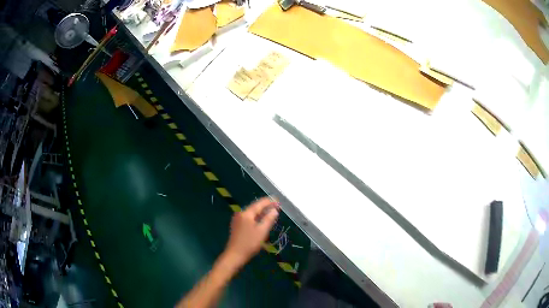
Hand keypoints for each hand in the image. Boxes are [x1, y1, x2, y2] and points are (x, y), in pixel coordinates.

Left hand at [223, 197, 279, 267]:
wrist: (235, 255)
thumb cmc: (249, 243)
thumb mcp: (262, 231)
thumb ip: (269, 219)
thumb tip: (274, 210)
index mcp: (246, 213)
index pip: (259, 203)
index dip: (269, 202)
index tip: (278, 201)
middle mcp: (240, 214)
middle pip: (255, 207)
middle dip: (266, 206)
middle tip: (277, 207)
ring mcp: (237, 220)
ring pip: (252, 213)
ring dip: (261, 212)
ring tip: (271, 213)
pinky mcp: (237, 226)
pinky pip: (249, 218)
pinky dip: (256, 217)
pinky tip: (262, 220)